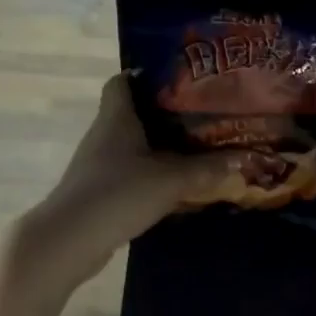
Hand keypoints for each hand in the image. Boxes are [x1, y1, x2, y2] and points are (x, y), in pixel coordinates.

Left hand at [33, 74, 245, 265]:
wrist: (70, 239)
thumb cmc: (119, 194)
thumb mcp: (171, 180)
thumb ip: (207, 169)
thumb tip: (244, 158)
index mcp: (117, 117)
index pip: (122, 81)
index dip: (145, 75)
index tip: (178, 80)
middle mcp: (104, 134)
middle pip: (133, 113)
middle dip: (164, 114)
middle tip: (200, 116)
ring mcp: (98, 164)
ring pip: (132, 145)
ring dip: (158, 147)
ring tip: (194, 148)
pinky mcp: (98, 191)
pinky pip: (129, 172)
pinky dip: (150, 174)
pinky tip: (173, 184)